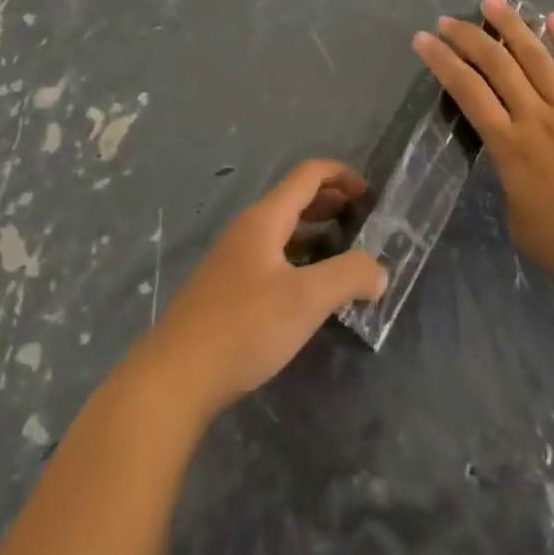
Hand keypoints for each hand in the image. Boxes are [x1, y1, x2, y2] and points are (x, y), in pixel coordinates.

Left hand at [128, 160, 386, 421]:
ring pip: (283, 230)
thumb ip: (347, 278)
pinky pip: (271, 257)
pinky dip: (298, 258)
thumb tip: (379, 270)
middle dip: (331, 202)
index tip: (370, 196)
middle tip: (362, 223)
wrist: (173, 379)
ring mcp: (233, 259)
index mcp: (265, 218)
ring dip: (315, 232)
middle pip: (295, 198)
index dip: (342, 175)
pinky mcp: (226, 290)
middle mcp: (248, 229)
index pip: (308, 175)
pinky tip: (309, 290)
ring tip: (343, 255)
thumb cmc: (242, 327)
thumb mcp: (304, 301)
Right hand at [413, 0, 553, 297]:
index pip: (467, 92)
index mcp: (510, 147)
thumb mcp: (521, 224)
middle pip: (497, 65)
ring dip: (512, 26)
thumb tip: (512, 166)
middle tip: (447, 19)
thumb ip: (510, 186)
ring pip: (536, 58)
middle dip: (468, 37)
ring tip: (492, 1)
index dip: (442, 62)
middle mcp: (536, 118)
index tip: (423, 39)